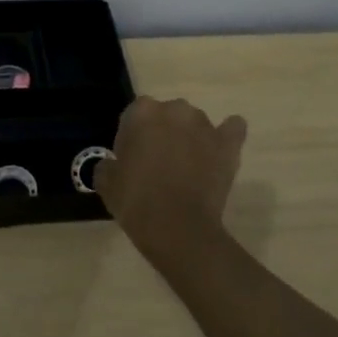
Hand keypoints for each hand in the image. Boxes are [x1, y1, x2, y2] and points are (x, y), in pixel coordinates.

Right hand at [95, 95, 248, 267]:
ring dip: (190, 137)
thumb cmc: (135, 200)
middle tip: (157, 163)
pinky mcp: (228, 145)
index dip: (132, 137)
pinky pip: (232, 129)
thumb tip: (114, 164)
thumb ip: (108, 163)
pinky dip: (227, 135)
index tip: (131, 159)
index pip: (134, 115)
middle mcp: (174, 110)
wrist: (177, 227)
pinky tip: (220, 148)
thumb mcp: (105, 181)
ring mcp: (205, 126)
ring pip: (194, 123)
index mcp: (141, 112)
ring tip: (187, 166)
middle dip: (162, 133)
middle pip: (166, 115)